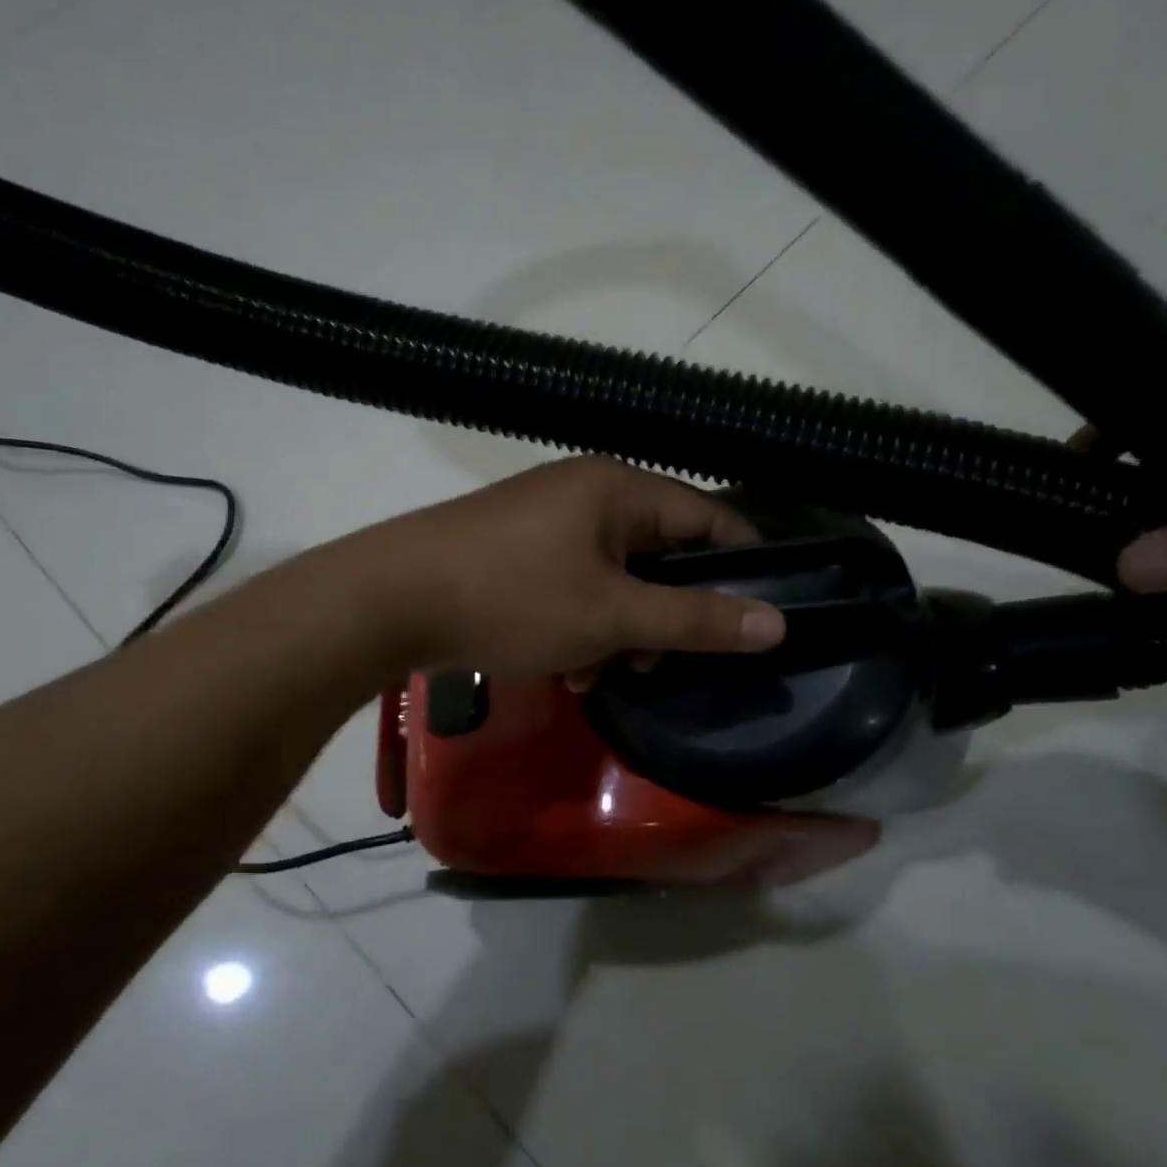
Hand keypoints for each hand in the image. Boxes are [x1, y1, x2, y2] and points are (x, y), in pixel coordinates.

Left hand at [334, 456, 785, 679]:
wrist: (389, 599)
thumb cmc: (512, 598)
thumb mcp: (611, 616)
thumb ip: (694, 619)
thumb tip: (777, 623)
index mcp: (619, 490)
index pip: (710, 520)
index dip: (741, 569)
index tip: (755, 623)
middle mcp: (587, 493)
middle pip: (660, 554)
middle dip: (664, 615)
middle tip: (655, 665)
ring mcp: (547, 520)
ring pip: (614, 578)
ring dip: (618, 631)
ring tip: (596, 676)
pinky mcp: (516, 549)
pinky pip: (573, 585)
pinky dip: (579, 625)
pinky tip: (564, 667)